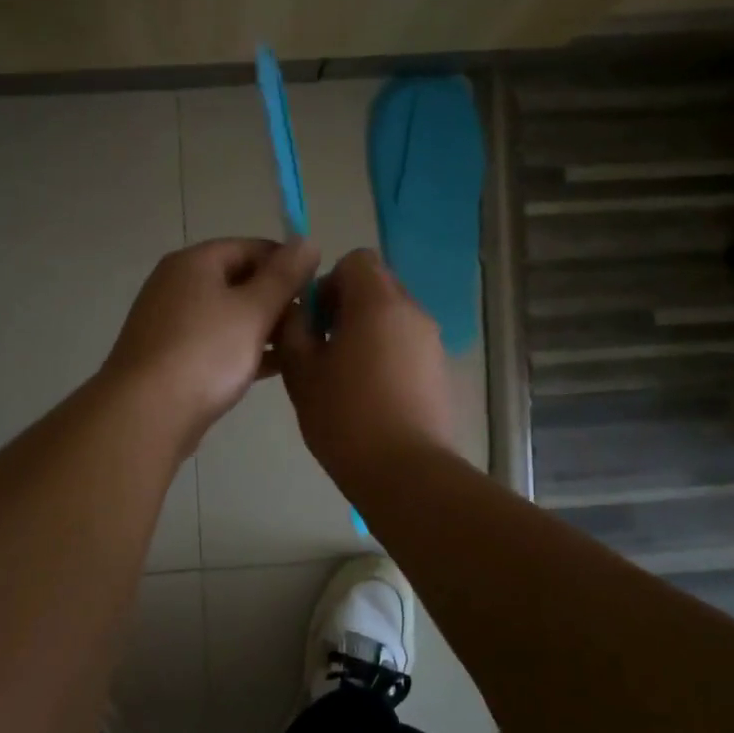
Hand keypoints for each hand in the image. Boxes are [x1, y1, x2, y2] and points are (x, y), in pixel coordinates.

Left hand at [102, 238, 319, 448]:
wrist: (146, 413)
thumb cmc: (205, 353)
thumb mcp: (253, 310)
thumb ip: (284, 276)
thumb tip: (308, 241)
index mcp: (194, 262)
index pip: (251, 247)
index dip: (287, 263)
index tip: (318, 288)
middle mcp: (177, 285)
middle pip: (238, 280)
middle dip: (277, 299)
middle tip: (313, 323)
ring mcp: (170, 323)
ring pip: (228, 315)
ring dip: (263, 327)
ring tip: (301, 346)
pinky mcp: (170, 357)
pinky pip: (215, 343)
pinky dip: (243, 350)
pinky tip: (274, 367)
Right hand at [276, 248, 453, 490]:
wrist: (406, 472)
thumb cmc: (345, 417)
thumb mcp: (301, 372)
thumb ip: (293, 329)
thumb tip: (298, 311)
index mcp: (378, 303)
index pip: (356, 260)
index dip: (329, 282)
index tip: (315, 322)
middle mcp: (412, 312)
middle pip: (377, 286)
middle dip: (346, 307)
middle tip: (324, 349)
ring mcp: (432, 342)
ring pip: (392, 317)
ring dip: (366, 332)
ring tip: (345, 376)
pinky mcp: (440, 370)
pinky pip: (407, 344)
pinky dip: (386, 354)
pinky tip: (370, 395)